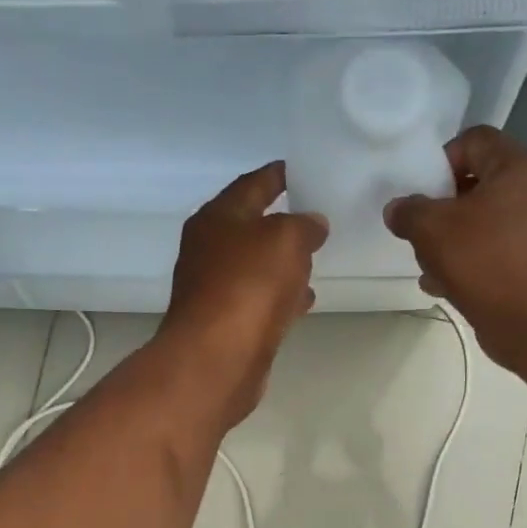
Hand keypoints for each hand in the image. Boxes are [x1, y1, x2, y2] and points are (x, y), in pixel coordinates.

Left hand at [163, 163, 328, 426]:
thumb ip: (304, 225)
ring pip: (256, 266)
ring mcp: (215, 288)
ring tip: (316, 258)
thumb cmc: (249, 285)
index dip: (278, 175)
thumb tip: (312, 224)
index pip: (252, 184)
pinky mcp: (227, 323)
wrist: (218, 358)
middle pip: (251, 226)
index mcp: (217, 217)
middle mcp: (210, 249)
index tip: (302, 170)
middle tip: (316, 216)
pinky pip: (260, 299)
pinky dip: (281, 295)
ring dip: (283, 262)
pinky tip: (304, 299)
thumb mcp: (286, 239)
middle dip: (282, 222)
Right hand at [383, 126, 526, 357]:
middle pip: (477, 185)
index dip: (441, 160)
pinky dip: (469, 265)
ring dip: (451, 242)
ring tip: (428, 265)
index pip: (473, 140)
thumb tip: (397, 209)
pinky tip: (443, 286)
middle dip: (442, 208)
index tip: (421, 191)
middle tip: (420, 230)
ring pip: (482, 224)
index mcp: (517, 166)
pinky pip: (493, 254)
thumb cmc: (485, 258)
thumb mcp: (431, 228)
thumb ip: (408, 212)